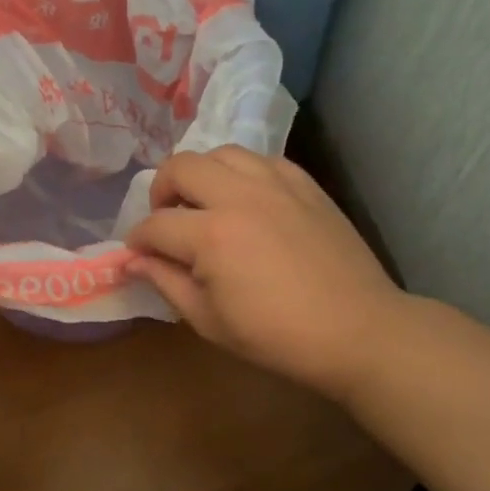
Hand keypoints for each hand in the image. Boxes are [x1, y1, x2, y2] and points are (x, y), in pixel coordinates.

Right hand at [126, 147, 406, 402]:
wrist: (357, 330)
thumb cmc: (276, 336)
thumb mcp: (208, 321)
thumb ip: (165, 283)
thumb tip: (132, 261)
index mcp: (211, 235)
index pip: (155, 225)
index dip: (137, 241)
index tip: (137, 256)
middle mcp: (239, 196)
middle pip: (180, 167)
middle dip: (160, 191)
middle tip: (166, 221)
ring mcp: (276, 184)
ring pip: (221, 153)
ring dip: (201, 175)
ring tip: (205, 204)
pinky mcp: (305, 185)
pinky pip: (261, 160)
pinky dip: (242, 174)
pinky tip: (247, 201)